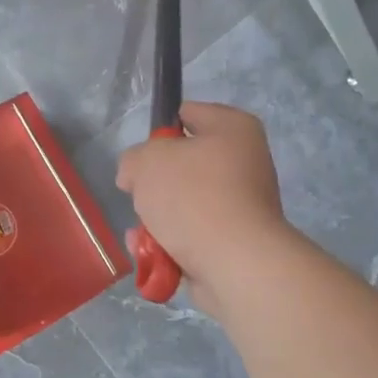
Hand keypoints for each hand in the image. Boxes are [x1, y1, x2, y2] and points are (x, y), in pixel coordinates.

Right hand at [116, 102, 290, 317]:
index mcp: (233, 129)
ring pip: (184, 203)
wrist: (235, 263)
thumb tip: (136, 176)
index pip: (188, 114)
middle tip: (140, 194)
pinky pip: (192, 235)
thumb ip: (133, 159)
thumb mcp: (146, 161)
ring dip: (157, 219)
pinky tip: (151, 254)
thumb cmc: (194, 196)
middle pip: (183, 164)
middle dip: (155, 183)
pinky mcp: (235, 242)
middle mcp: (244, 162)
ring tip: (144, 232)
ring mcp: (242, 205)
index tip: (141, 156)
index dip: (159, 131)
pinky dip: (170, 244)